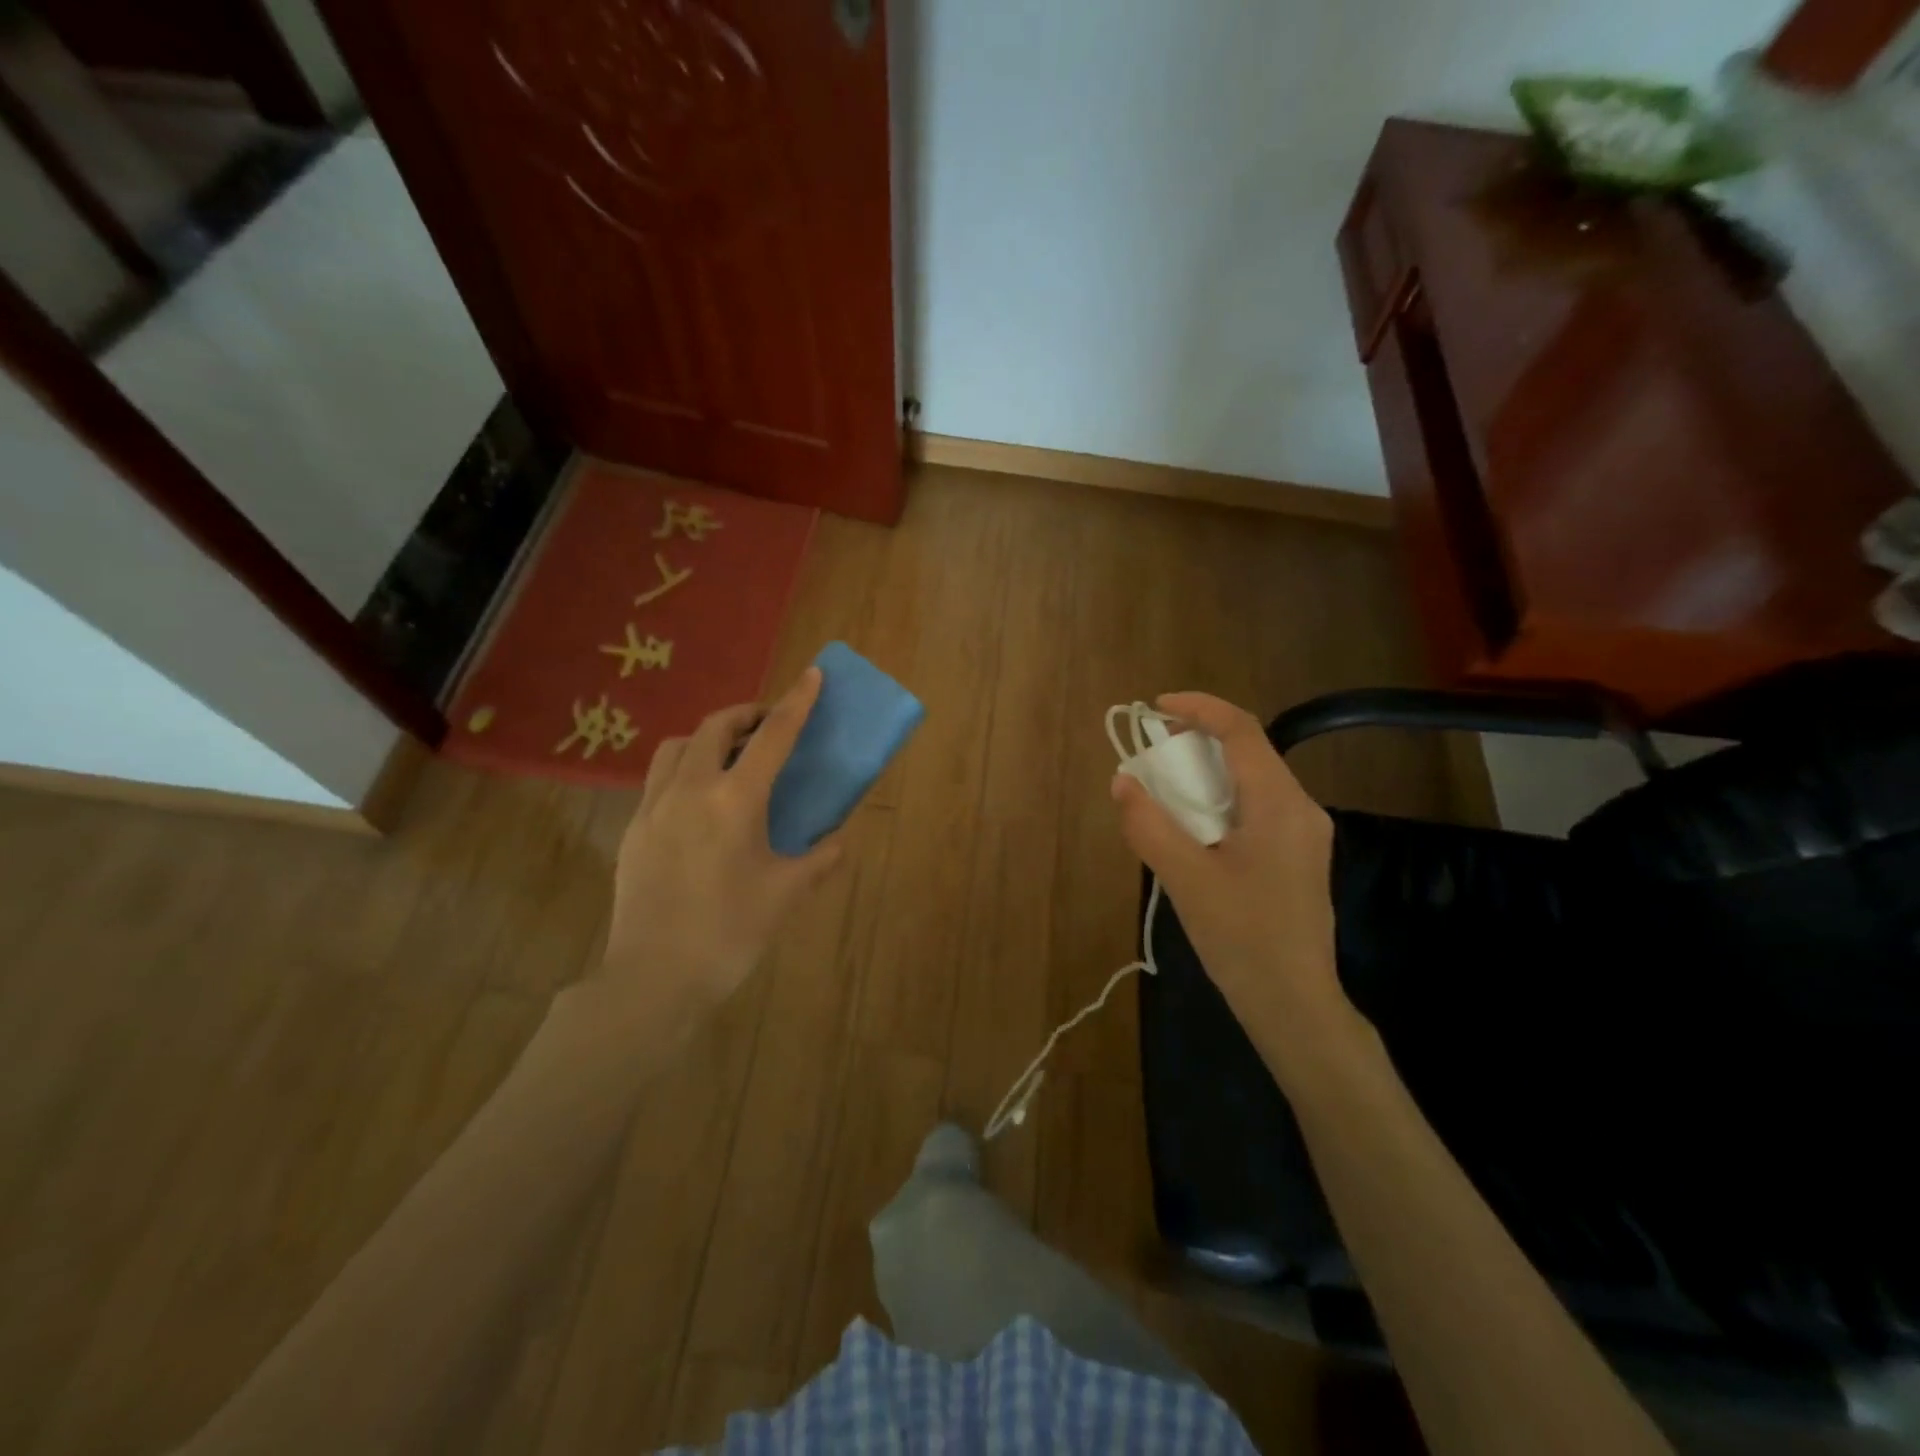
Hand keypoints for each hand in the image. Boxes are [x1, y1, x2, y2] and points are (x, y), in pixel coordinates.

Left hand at [595, 667, 843, 1026]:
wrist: (654, 980)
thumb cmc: (729, 933)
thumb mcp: (785, 894)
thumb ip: (818, 861)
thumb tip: (838, 843)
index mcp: (734, 801)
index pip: (772, 737)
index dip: (796, 703)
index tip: (811, 675)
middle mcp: (690, 790)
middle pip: (714, 727)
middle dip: (746, 714)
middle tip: (768, 724)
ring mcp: (653, 807)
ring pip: (676, 747)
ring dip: (706, 737)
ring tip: (728, 756)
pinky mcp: (633, 830)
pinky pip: (658, 779)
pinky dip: (683, 769)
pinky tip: (697, 802)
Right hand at [1112, 692, 1359, 1080]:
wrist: (1295, 1004)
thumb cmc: (1242, 939)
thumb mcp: (1186, 879)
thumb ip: (1150, 824)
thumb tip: (1123, 782)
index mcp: (1280, 805)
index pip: (1242, 731)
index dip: (1199, 708)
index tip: (1156, 706)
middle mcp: (1301, 809)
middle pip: (1249, 751)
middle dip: (1198, 740)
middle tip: (1153, 751)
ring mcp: (1304, 834)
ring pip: (1253, 780)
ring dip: (1207, 773)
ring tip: (1165, 788)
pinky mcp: (1298, 857)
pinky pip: (1257, 808)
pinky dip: (1220, 800)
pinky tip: (1194, 828)